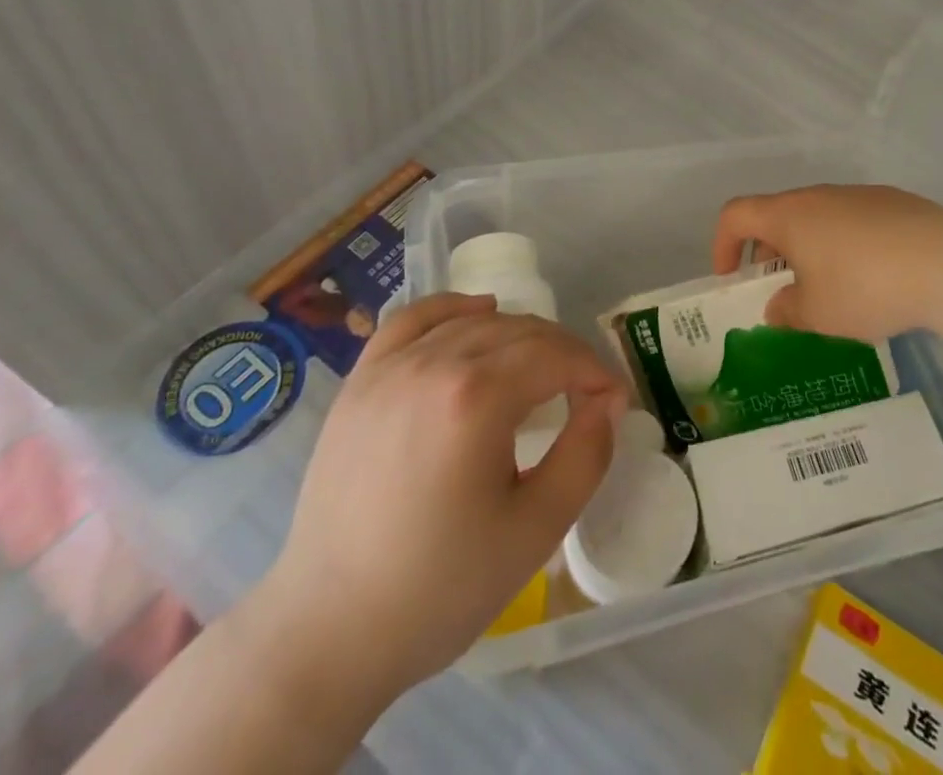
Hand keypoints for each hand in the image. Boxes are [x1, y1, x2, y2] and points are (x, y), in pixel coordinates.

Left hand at [261, 294, 627, 697]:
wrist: (328, 632)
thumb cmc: (439, 588)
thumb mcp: (536, 530)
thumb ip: (586, 454)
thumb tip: (607, 401)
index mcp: (477, 397)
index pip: (556, 356)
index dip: (595, 373)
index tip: (614, 402)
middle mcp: (433, 363)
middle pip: (521, 332)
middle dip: (564, 354)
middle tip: (584, 393)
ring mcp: (390, 367)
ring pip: (475, 321)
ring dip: (519, 336)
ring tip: (538, 371)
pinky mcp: (361, 382)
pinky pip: (415, 319)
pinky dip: (454, 310)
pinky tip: (476, 317)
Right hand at [712, 184, 942, 341]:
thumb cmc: (866, 287)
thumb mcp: (818, 314)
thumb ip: (787, 311)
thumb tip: (777, 306)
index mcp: (789, 214)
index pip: (736, 214)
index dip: (723, 245)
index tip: (731, 280)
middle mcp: (819, 195)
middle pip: (778, 214)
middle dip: (768, 252)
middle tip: (779, 290)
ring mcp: (859, 195)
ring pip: (818, 217)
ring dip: (808, 248)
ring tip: (827, 289)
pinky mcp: (894, 202)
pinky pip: (852, 221)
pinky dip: (844, 244)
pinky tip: (870, 278)